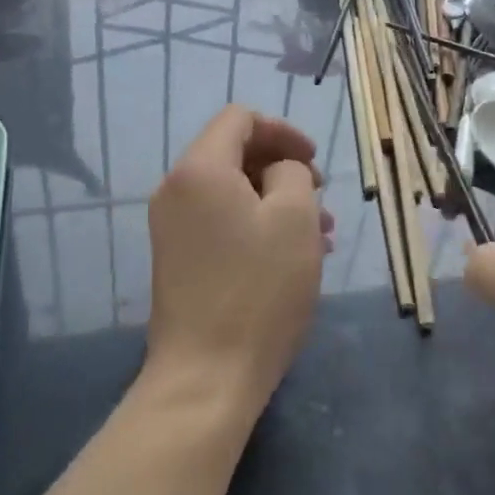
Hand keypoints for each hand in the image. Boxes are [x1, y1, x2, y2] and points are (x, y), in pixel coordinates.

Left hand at [146, 105, 332, 415]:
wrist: (205, 376)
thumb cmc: (258, 290)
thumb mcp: (294, 218)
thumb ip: (291, 172)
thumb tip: (277, 171)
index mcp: (200, 169)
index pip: (240, 119)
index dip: (283, 131)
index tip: (314, 162)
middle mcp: (176, 189)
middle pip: (233, 153)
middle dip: (282, 168)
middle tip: (321, 199)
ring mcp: (172, 227)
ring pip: (231, 192)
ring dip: (275, 201)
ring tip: (320, 234)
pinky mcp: (177, 259)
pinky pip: (220, 222)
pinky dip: (255, 225)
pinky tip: (291, 256)